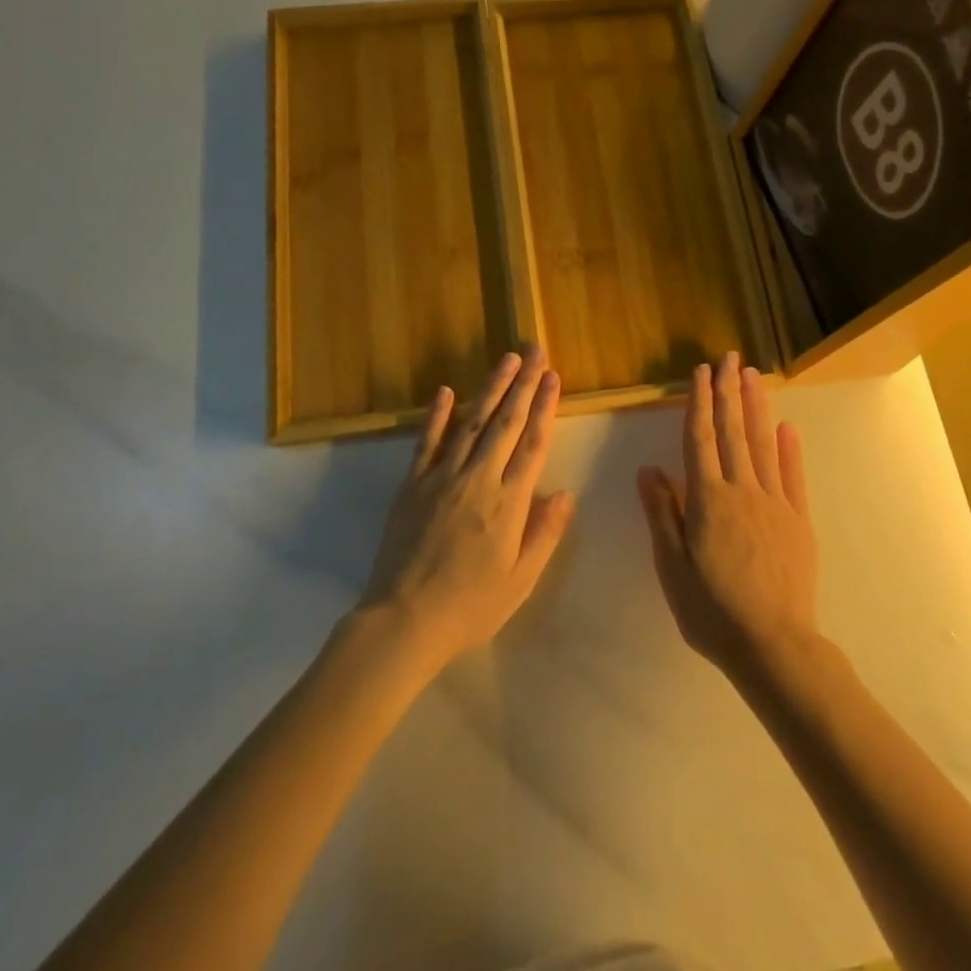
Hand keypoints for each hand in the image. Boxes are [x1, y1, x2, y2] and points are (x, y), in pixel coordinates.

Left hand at [359, 345, 575, 671]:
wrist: (403, 621)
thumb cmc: (470, 606)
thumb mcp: (520, 580)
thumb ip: (545, 533)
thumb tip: (566, 493)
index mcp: (509, 502)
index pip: (533, 444)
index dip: (545, 407)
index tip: (553, 377)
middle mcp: (478, 479)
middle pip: (506, 422)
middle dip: (523, 383)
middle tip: (535, 349)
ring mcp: (442, 477)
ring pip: (471, 422)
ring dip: (490, 387)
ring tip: (507, 359)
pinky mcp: (412, 484)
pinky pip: (427, 442)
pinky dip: (437, 414)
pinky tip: (447, 390)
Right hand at [637, 352, 819, 683]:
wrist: (773, 645)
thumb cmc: (712, 610)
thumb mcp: (672, 566)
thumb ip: (662, 513)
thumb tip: (649, 469)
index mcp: (708, 499)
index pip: (700, 439)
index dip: (699, 403)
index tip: (701, 372)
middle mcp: (742, 490)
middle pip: (733, 432)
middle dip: (729, 392)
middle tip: (729, 358)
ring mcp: (775, 503)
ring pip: (762, 445)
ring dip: (756, 408)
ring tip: (752, 376)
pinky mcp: (798, 520)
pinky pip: (793, 476)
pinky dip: (789, 449)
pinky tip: (786, 427)